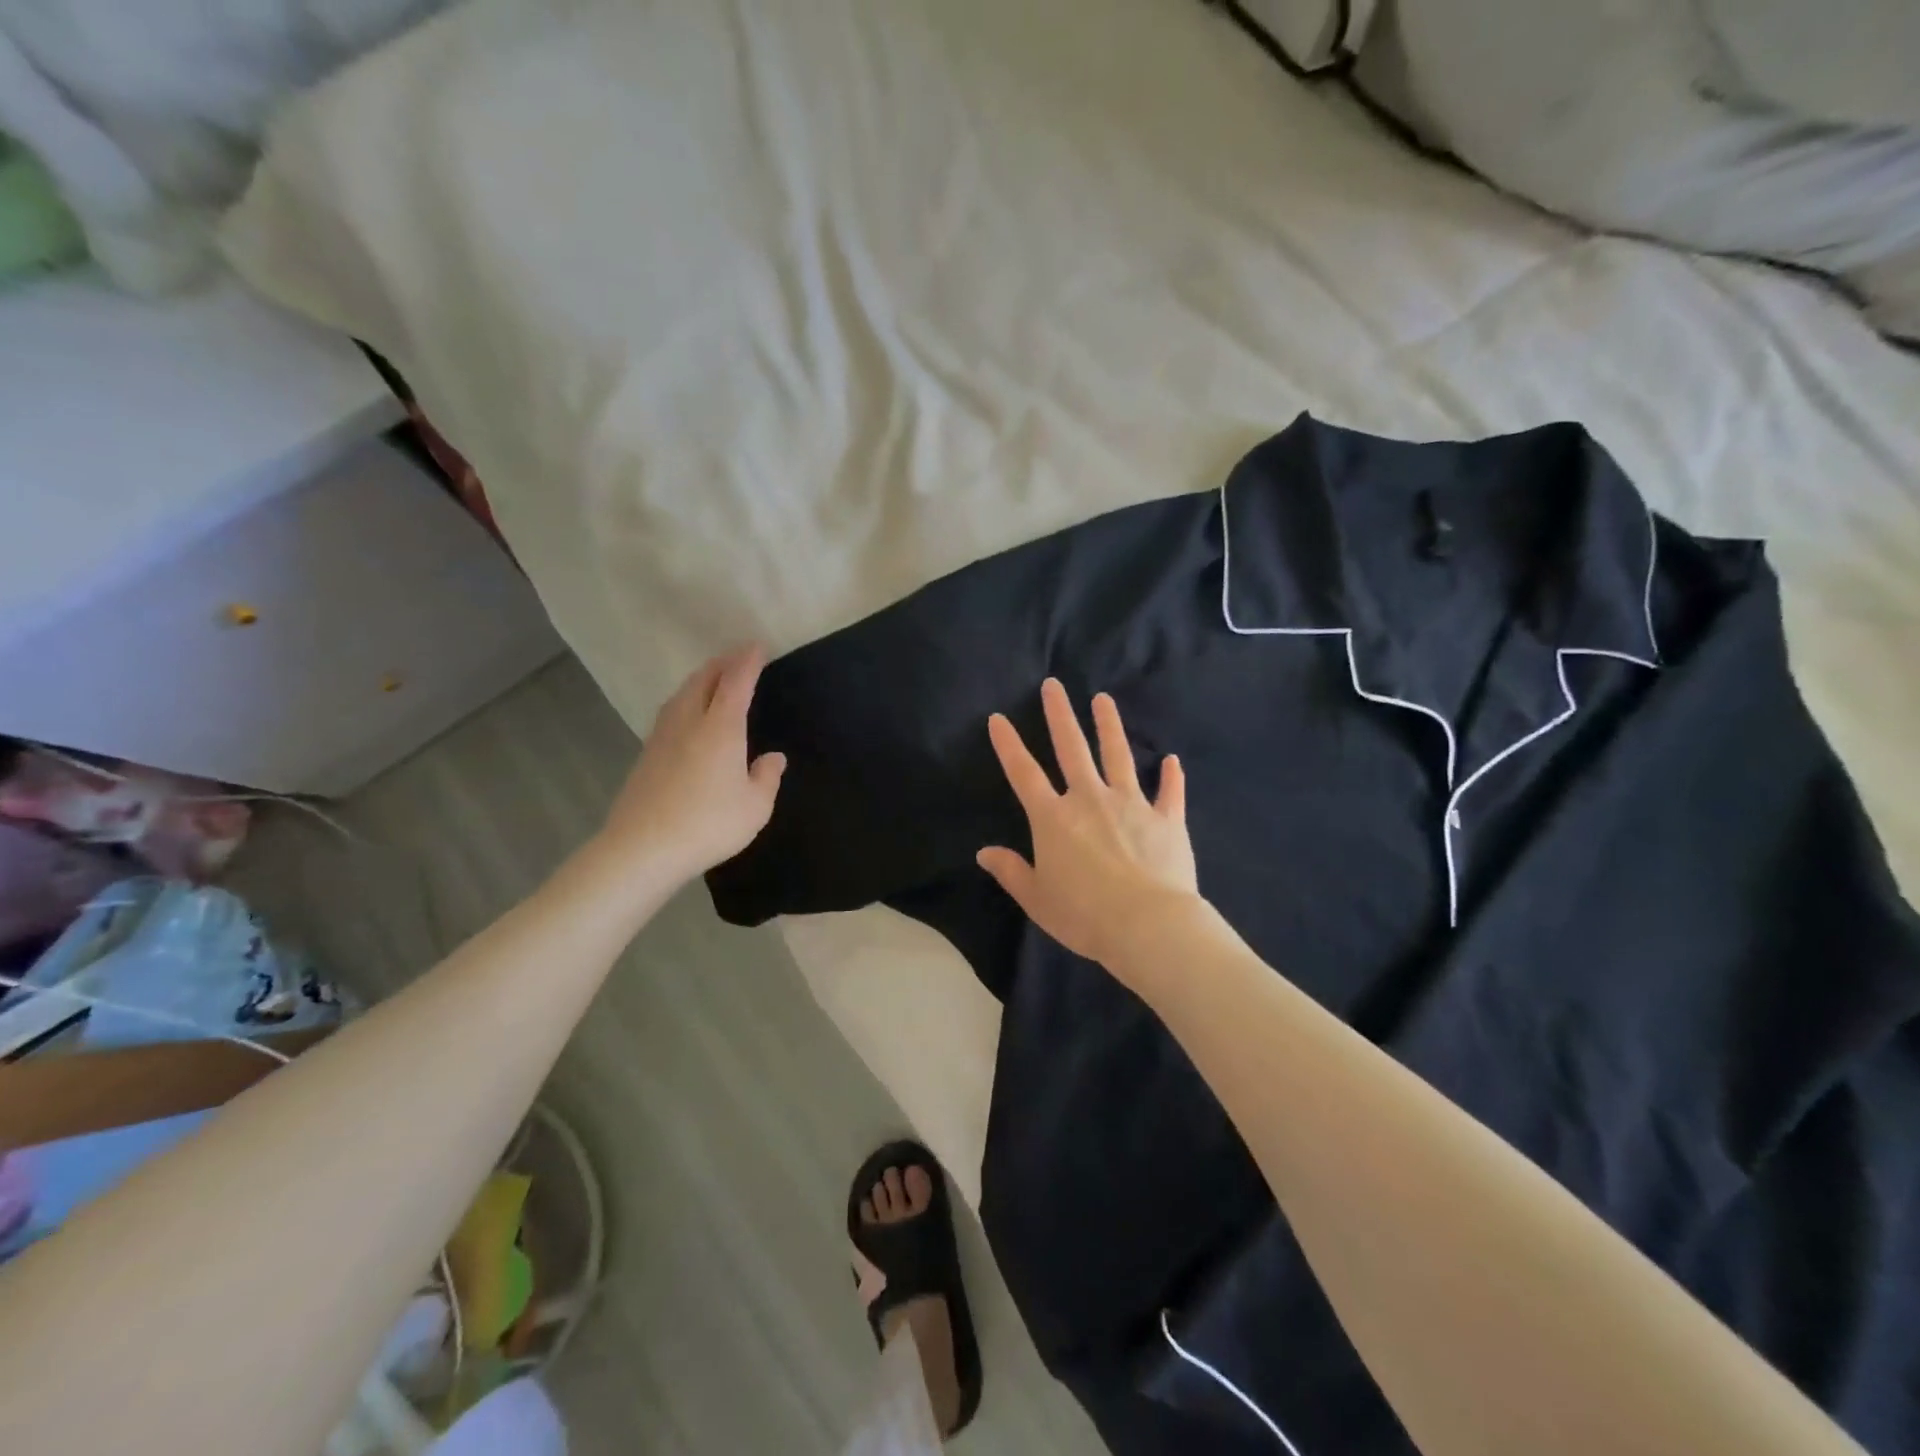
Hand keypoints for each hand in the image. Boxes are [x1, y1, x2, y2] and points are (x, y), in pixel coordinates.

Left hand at [598, 646, 786, 882]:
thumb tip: (772, 757)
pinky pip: (670, 712)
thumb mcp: (755, 806)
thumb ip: (767, 777)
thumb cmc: (709, 824)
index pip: (736, 682)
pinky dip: (686, 700)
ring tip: (713, 679)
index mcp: (720, 728)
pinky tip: (688, 714)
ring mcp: (662, 737)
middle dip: (722, 663)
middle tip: (737, 657)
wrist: (643, 848)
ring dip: (700, 679)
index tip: (757, 646)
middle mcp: (689, 722)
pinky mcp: (647, 754)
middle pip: (703, 680)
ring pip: (682, 694)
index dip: (748, 662)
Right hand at [977, 678, 1199, 968]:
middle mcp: (1090, 799)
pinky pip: (1170, 793)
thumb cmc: (1084, 915)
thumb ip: (1011, 872)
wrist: (1147, 926)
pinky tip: (1172, 760)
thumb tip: (984, 852)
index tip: (998, 718)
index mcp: (1054, 818)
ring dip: (1109, 726)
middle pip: (1072, 748)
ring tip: (1104, 699)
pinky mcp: (1166, 819)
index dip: (1008, 744)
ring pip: (1118, 755)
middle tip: (1054, 685)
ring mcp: (1132, 804)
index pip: (1024, 773)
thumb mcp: (1037, 899)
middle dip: (1060, 714)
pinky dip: (1171, 777)